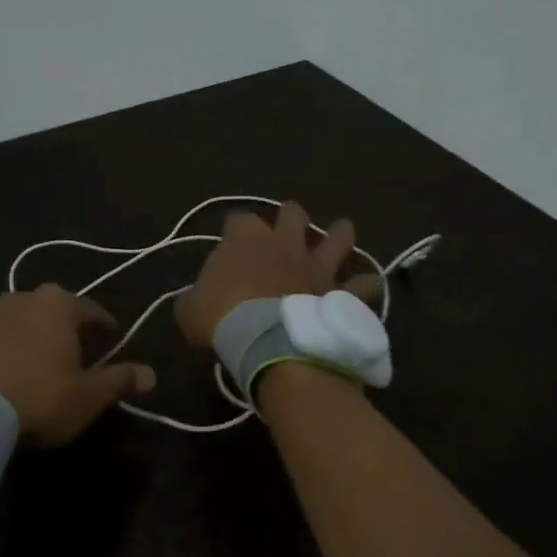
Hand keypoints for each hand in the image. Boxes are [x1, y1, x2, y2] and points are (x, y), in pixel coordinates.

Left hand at [0, 286, 156, 446]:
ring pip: (29, 320)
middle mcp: (27, 298)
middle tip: (82, 348)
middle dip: (70, 326)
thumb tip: (152, 374)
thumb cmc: (42, 395)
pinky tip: (20, 368)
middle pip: (57, 310)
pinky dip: (17, 346)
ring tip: (50, 359)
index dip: (105, 325)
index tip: (113, 336)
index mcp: (59, 303)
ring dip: (41, 335)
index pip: (92, 310)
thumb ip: (120, 380)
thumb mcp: (89, 394)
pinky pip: (5, 336)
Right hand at [175, 201, 379, 348]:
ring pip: (337, 236)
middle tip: (286, 227)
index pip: (238, 218)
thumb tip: (196, 300)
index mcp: (245, 239)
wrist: (271, 343)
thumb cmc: (224, 319)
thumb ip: (194, 298)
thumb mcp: (188, 310)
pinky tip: (368, 286)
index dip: (234, 227)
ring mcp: (317, 265)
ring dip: (339, 234)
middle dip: (289, 216)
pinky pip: (362, 284)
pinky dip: (365, 285)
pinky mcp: (340, 292)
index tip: (229, 240)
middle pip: (291, 213)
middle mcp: (285, 243)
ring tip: (341, 233)